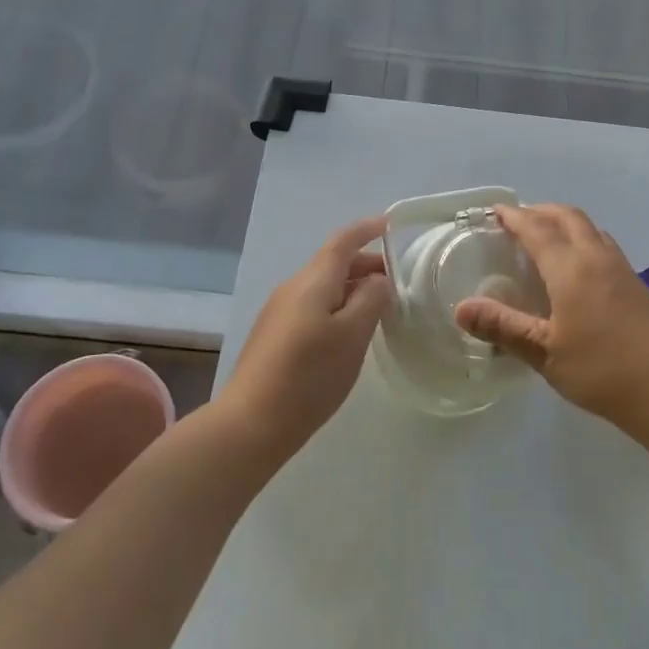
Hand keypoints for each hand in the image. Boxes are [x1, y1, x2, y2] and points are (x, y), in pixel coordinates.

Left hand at [221, 217, 391, 451]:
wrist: (250, 423)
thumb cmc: (309, 375)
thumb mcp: (352, 336)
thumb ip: (371, 300)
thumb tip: (378, 280)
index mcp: (313, 281)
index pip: (343, 241)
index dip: (367, 230)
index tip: (391, 225)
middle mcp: (293, 288)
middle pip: (333, 263)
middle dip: (366, 264)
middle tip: (398, 280)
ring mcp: (279, 312)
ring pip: (323, 287)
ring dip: (353, 288)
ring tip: (380, 307)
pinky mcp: (274, 336)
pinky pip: (313, 307)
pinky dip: (338, 306)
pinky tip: (350, 332)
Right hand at [454, 204, 648, 420]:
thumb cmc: (600, 370)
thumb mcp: (543, 352)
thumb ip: (503, 326)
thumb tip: (461, 309)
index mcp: (570, 268)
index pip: (536, 229)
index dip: (514, 217)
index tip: (494, 212)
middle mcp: (596, 257)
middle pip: (567, 217)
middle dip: (540, 211)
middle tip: (517, 220)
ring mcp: (620, 267)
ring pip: (589, 227)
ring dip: (564, 221)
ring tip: (545, 235)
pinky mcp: (635, 281)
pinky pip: (603, 243)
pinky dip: (582, 237)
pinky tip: (578, 263)